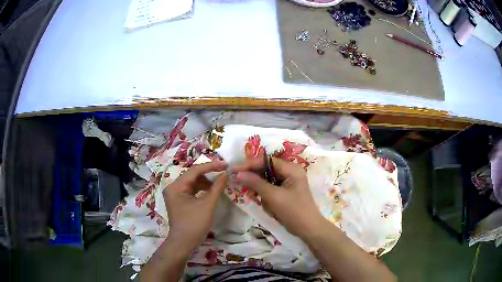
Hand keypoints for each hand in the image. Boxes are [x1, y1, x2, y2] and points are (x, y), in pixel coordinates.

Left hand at [163, 160, 227, 252]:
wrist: (183, 244)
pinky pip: (192, 190)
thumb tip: (225, 174)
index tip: (225, 165)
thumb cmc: (194, 225)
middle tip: (224, 173)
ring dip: (206, 182)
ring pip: (193, 183)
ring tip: (220, 183)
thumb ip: (217, 188)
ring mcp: (175, 195)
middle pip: (193, 176)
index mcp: (176, 186)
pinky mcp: (179, 201)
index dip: (211, 166)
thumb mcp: (207, 205)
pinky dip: (202, 189)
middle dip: (209, 174)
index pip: (194, 171)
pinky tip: (212, 191)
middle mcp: (173, 187)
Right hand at [233, 157, 323, 238]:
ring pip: (266, 180)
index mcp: (291, 168)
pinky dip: (266, 196)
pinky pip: (271, 188)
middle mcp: (290, 171)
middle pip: (266, 169)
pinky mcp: (286, 190)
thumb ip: (256, 183)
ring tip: (262, 202)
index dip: (249, 164)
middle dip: (255, 179)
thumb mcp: (273, 197)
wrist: (308, 229)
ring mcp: (288, 181)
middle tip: (242, 186)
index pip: (266, 161)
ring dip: (261, 190)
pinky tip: (268, 206)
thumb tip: (238, 173)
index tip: (233, 170)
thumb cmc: (294, 211)